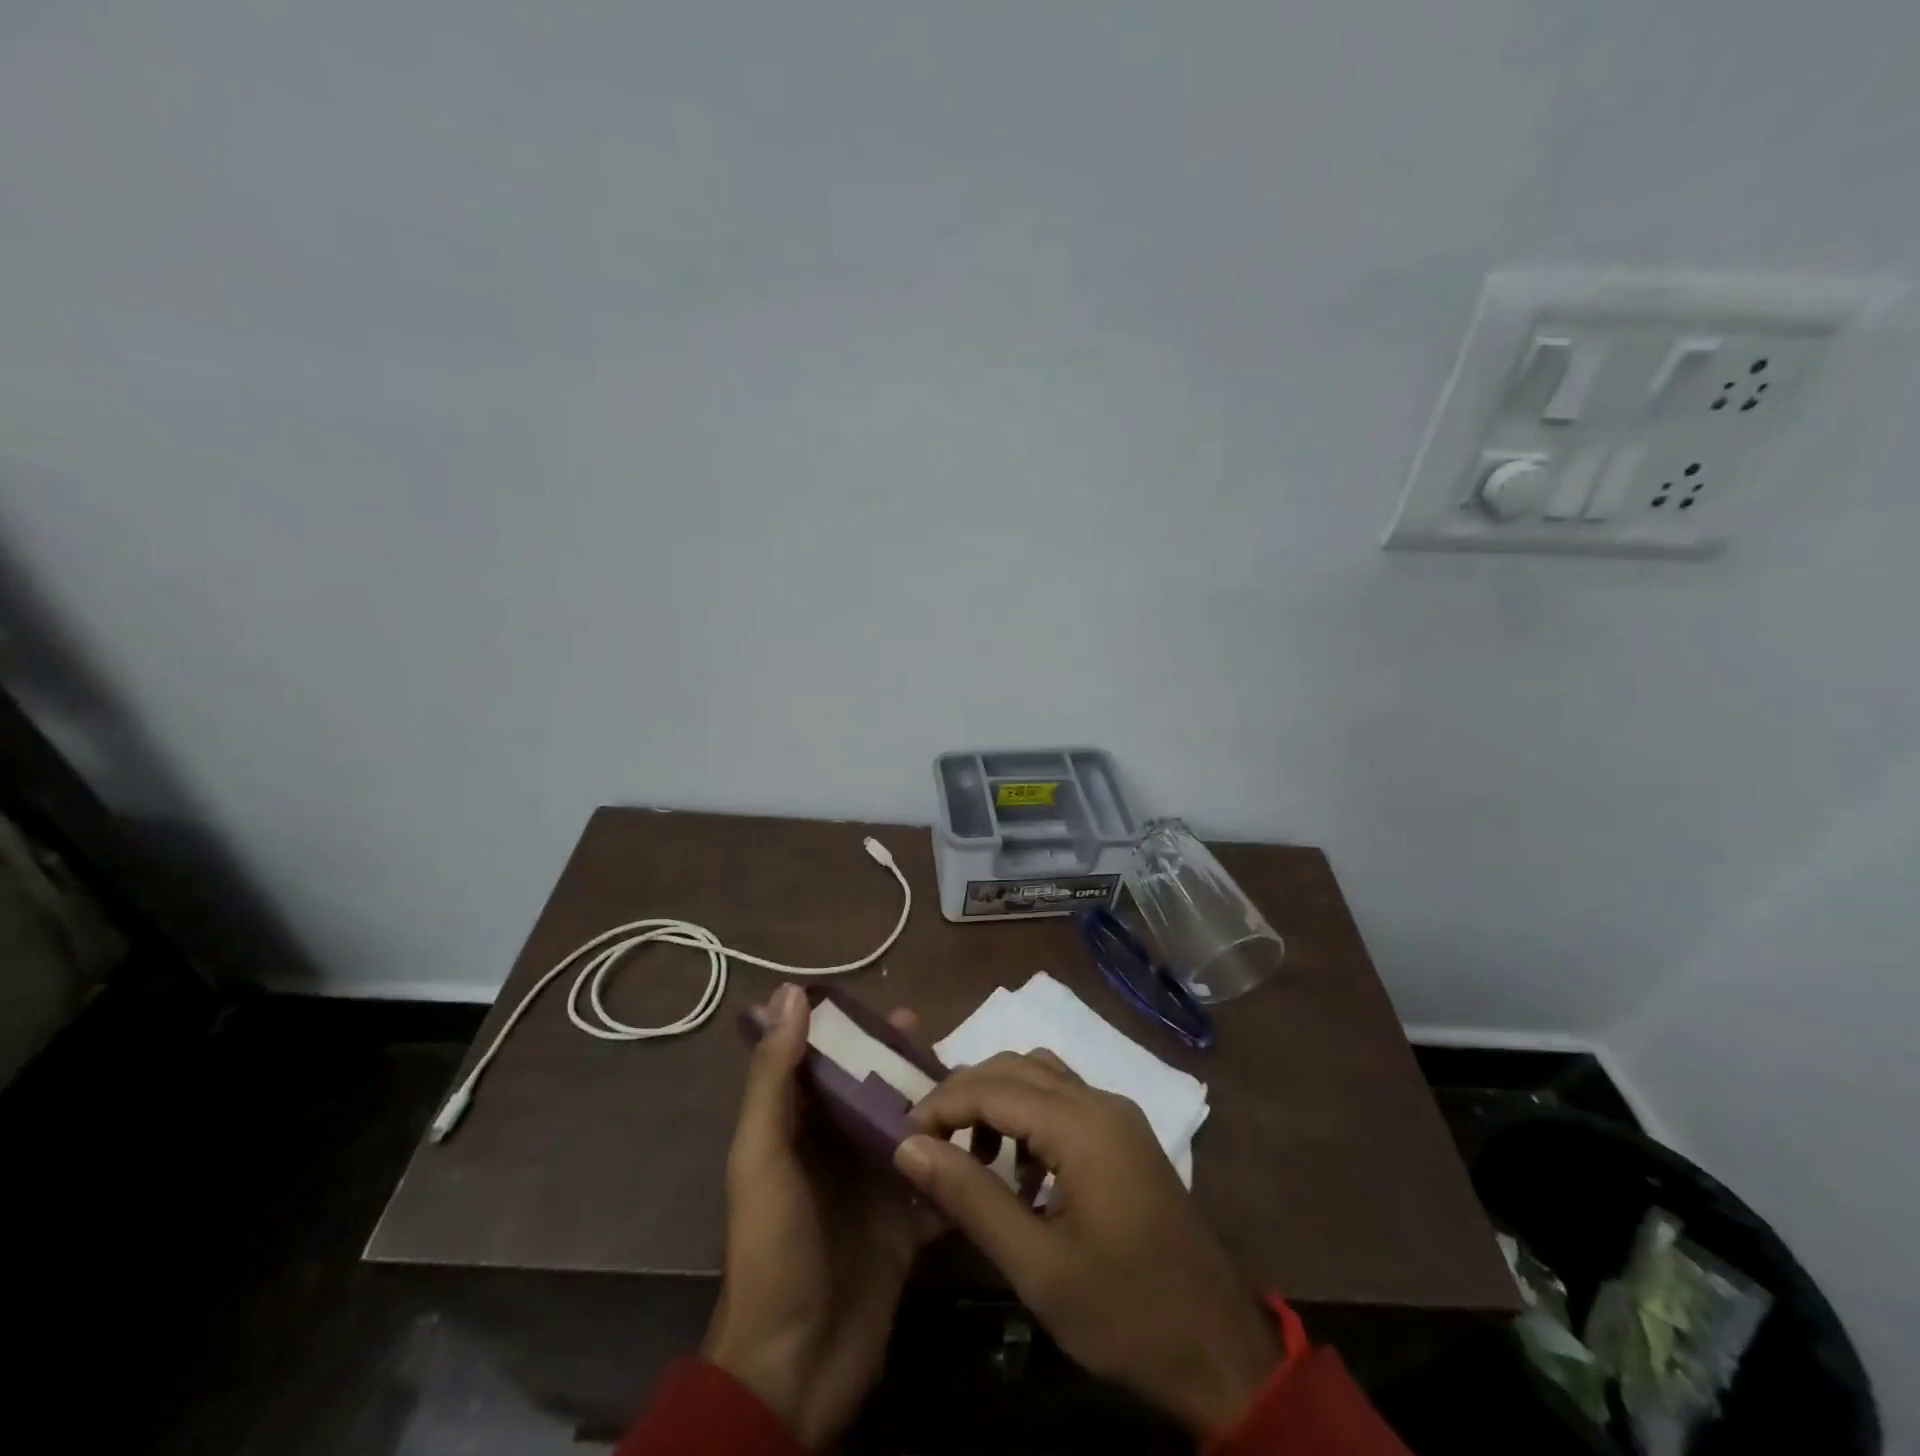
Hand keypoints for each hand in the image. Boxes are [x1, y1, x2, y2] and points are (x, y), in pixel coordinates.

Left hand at [703, 984, 937, 1449]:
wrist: (795, 1368)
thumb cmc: (774, 1249)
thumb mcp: (763, 1156)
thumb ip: (775, 1077)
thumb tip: (790, 992)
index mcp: (797, 1129)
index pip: (825, 1063)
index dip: (853, 1032)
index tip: (893, 1006)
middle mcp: (836, 1150)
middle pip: (873, 1092)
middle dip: (903, 1064)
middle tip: (942, 1040)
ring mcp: (873, 1189)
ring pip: (908, 1130)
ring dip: (935, 1106)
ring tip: (975, 1078)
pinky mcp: (905, 1227)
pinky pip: (933, 1182)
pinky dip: (954, 1162)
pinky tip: (990, 1138)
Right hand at [896, 1051, 1280, 1439]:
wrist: (1219, 1350)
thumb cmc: (1125, 1312)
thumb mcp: (1037, 1266)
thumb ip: (970, 1197)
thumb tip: (908, 1147)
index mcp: (1082, 1124)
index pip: (993, 1087)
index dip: (941, 1103)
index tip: (901, 1135)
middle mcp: (1101, 1102)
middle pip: (1017, 1067)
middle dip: (965, 1093)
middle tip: (926, 1139)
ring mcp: (1118, 1116)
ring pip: (1042, 1076)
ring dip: (998, 1100)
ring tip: (969, 1155)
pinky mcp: (1126, 1137)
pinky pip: (1065, 1101)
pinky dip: (1029, 1116)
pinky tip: (1020, 1173)